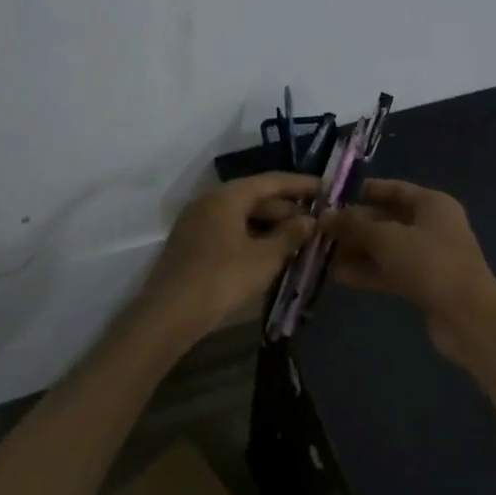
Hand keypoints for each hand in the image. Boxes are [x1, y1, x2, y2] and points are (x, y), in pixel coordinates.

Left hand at [134, 172, 319, 348]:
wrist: (169, 314)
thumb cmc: (222, 279)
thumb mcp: (264, 258)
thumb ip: (290, 235)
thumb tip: (309, 220)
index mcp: (227, 196)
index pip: (271, 181)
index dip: (301, 185)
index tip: (326, 189)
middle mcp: (209, 201)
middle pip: (255, 197)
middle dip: (286, 209)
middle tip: (316, 222)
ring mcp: (197, 222)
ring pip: (241, 215)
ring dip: (269, 225)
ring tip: (298, 239)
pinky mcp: (191, 244)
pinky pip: (228, 230)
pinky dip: (251, 236)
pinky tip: (269, 253)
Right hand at [322, 180, 495, 353]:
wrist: (469, 316)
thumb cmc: (429, 262)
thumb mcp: (386, 238)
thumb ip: (354, 226)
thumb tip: (325, 216)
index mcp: (432, 204)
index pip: (394, 189)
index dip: (365, 191)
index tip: (334, 196)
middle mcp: (433, 225)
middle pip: (388, 219)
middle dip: (356, 225)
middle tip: (322, 229)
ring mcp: (430, 257)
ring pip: (388, 248)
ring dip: (359, 250)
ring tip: (324, 253)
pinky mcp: (426, 284)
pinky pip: (392, 271)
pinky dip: (369, 271)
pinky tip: (340, 276)